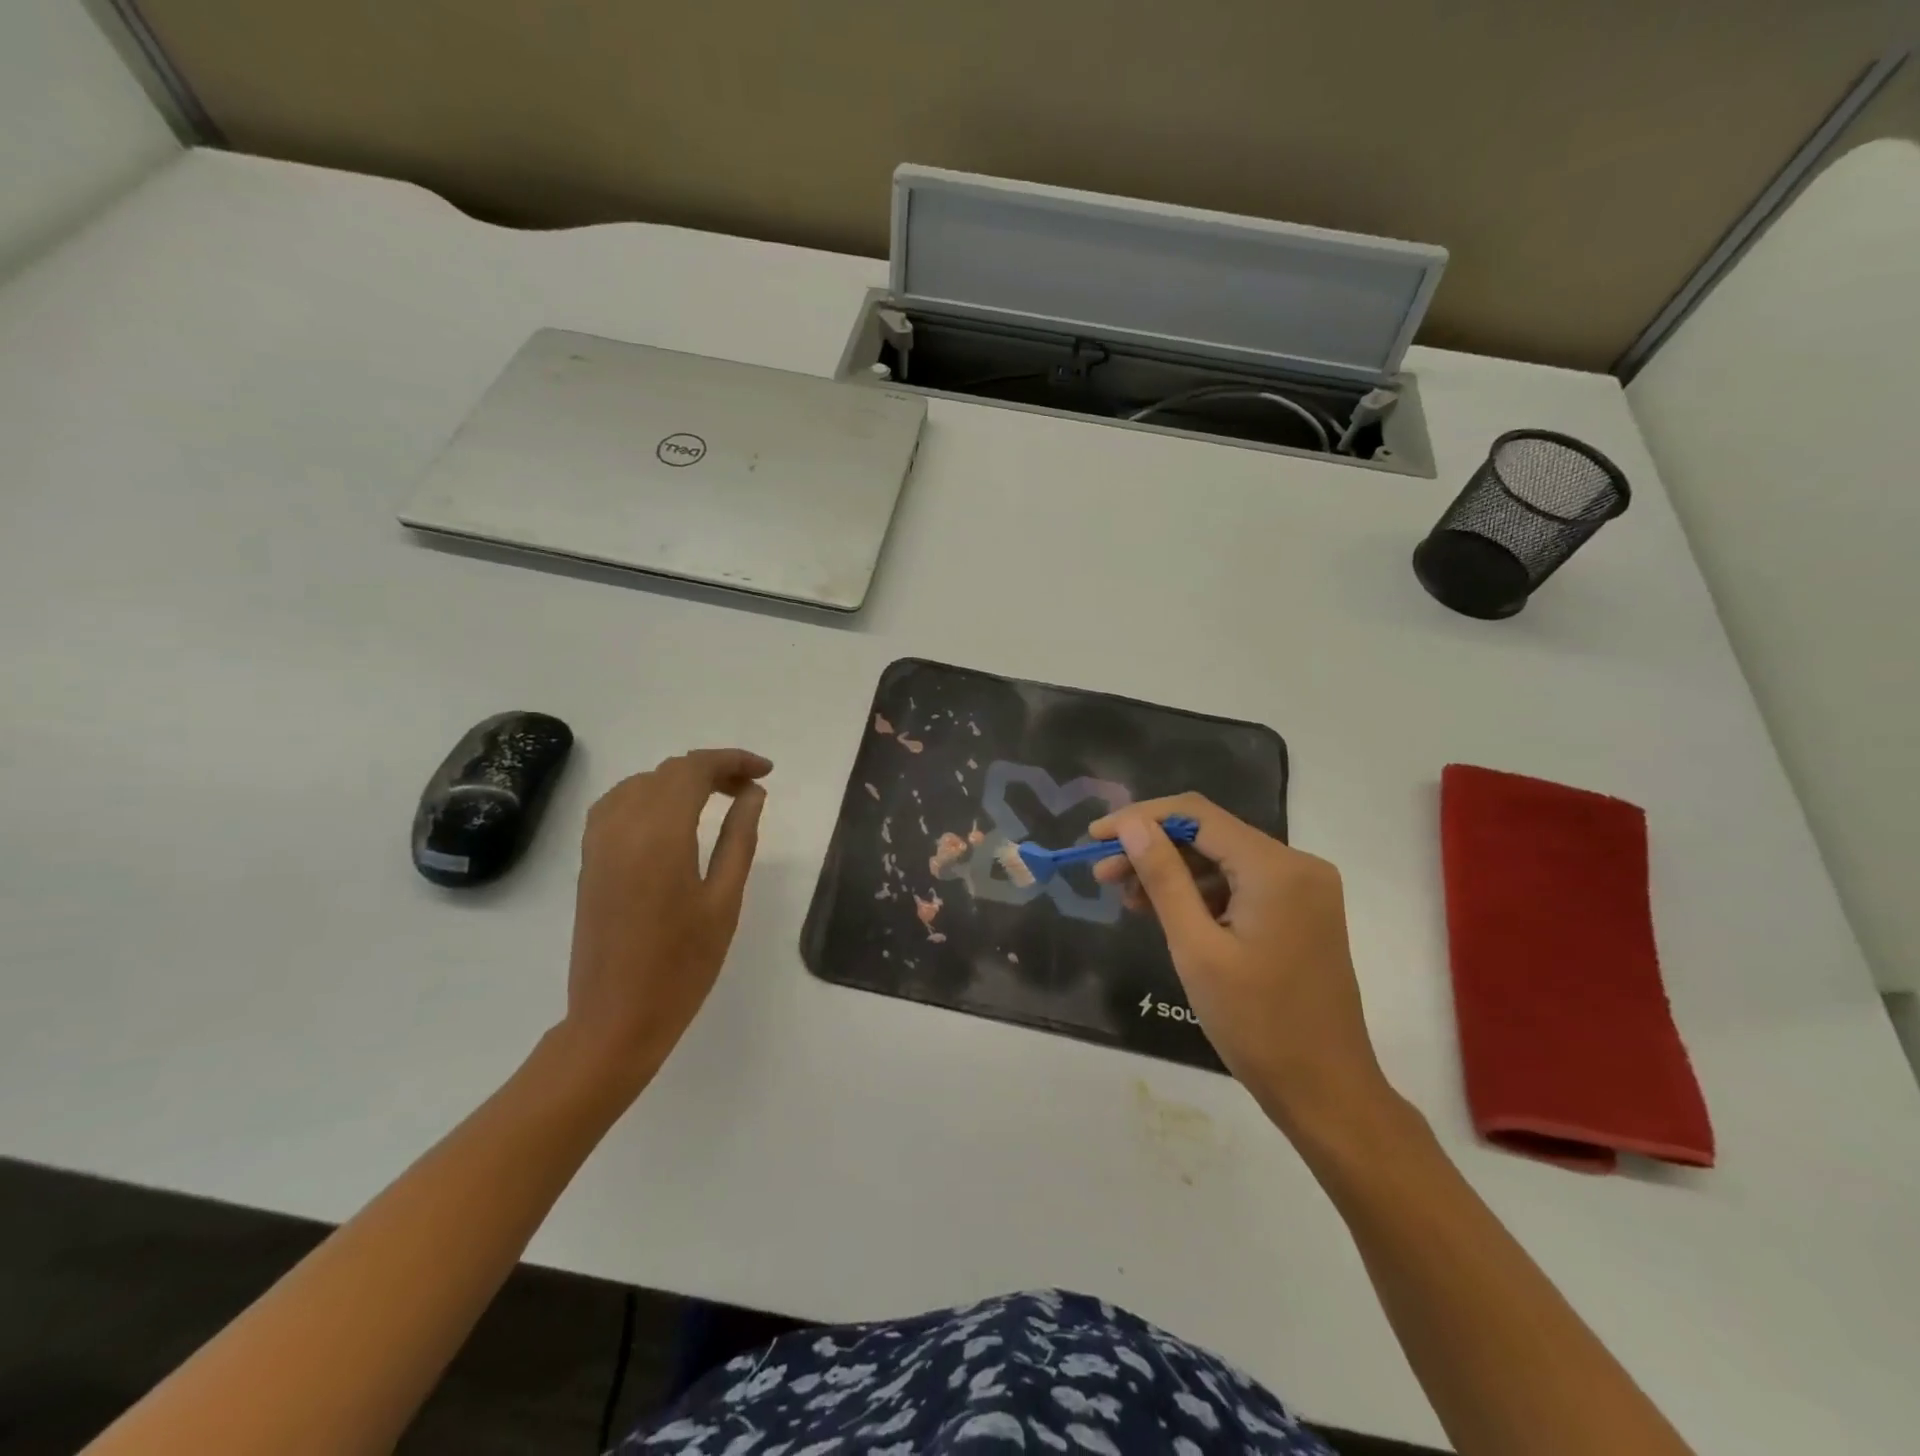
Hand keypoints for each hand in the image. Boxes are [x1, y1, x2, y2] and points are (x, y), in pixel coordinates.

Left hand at [561, 748, 771, 1088]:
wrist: (616, 1018)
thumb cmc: (682, 965)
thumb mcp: (724, 900)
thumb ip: (739, 838)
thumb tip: (752, 794)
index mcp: (660, 834)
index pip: (695, 770)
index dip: (733, 761)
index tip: (767, 772)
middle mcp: (623, 826)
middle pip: (669, 772)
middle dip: (713, 770)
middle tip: (750, 790)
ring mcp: (599, 842)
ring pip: (641, 783)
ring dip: (680, 780)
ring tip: (716, 799)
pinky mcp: (589, 860)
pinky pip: (617, 804)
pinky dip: (649, 795)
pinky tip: (671, 818)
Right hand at [1092, 795, 1395, 1142]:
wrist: (1326, 1091)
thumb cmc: (1256, 1023)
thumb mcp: (1196, 948)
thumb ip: (1163, 877)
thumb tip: (1131, 825)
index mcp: (1276, 868)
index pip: (1196, 815)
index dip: (1140, 819)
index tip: (1095, 839)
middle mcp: (1297, 865)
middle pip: (1210, 835)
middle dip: (1152, 848)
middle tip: (1103, 875)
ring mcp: (1304, 889)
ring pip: (1223, 860)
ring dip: (1173, 872)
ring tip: (1127, 899)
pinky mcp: (1301, 912)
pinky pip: (1242, 884)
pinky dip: (1201, 893)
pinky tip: (1166, 913)